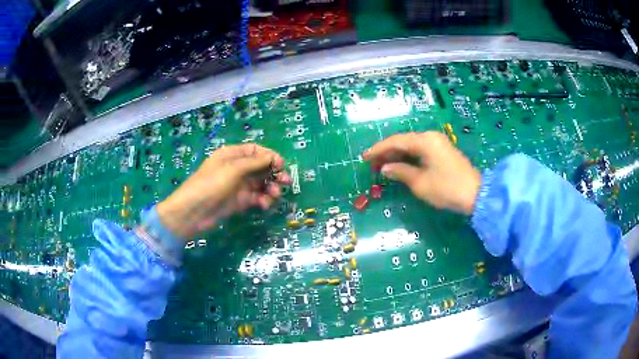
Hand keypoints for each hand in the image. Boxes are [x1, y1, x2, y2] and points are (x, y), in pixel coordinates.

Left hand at [157, 144, 289, 238]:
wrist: (194, 212)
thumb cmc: (211, 184)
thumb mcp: (233, 169)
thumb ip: (255, 163)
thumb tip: (273, 157)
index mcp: (233, 155)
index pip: (256, 151)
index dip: (270, 156)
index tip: (281, 165)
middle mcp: (237, 168)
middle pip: (261, 167)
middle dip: (274, 173)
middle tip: (286, 182)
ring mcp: (239, 185)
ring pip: (261, 183)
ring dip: (271, 188)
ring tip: (275, 195)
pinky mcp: (240, 201)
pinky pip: (257, 197)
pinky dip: (263, 200)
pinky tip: (264, 205)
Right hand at [363, 132, 480, 214]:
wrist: (476, 194)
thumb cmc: (446, 188)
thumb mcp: (420, 183)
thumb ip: (400, 172)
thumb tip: (385, 168)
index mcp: (424, 140)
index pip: (396, 141)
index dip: (378, 149)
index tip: (364, 157)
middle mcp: (430, 137)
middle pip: (403, 142)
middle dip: (386, 152)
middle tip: (371, 163)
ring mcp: (438, 144)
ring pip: (411, 147)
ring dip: (396, 155)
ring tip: (381, 166)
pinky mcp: (442, 152)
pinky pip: (420, 152)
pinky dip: (408, 158)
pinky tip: (399, 166)